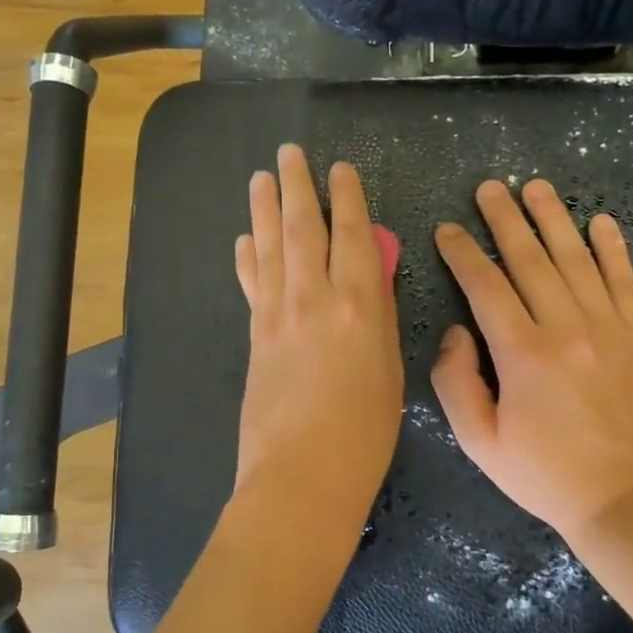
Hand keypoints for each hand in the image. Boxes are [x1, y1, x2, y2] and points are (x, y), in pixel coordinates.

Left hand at [233, 145, 403, 529]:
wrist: (300, 479)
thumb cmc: (363, 435)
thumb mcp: (388, 372)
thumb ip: (381, 316)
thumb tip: (374, 274)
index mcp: (359, 307)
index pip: (353, 236)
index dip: (348, 199)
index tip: (341, 169)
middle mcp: (314, 299)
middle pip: (303, 230)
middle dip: (297, 187)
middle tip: (289, 153)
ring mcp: (277, 316)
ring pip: (269, 248)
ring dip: (264, 209)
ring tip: (260, 177)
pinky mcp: (254, 336)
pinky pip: (252, 284)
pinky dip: (247, 258)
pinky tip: (244, 239)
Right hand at [432, 178, 632, 550]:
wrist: (631, 504)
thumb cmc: (547, 477)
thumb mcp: (480, 443)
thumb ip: (456, 383)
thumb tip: (456, 333)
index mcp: (522, 353)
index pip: (485, 286)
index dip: (462, 253)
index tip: (447, 228)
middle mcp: (566, 327)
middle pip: (530, 259)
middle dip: (505, 219)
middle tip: (489, 186)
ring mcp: (609, 328)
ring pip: (576, 259)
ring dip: (554, 219)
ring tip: (536, 187)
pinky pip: (625, 282)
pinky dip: (613, 248)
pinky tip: (601, 222)